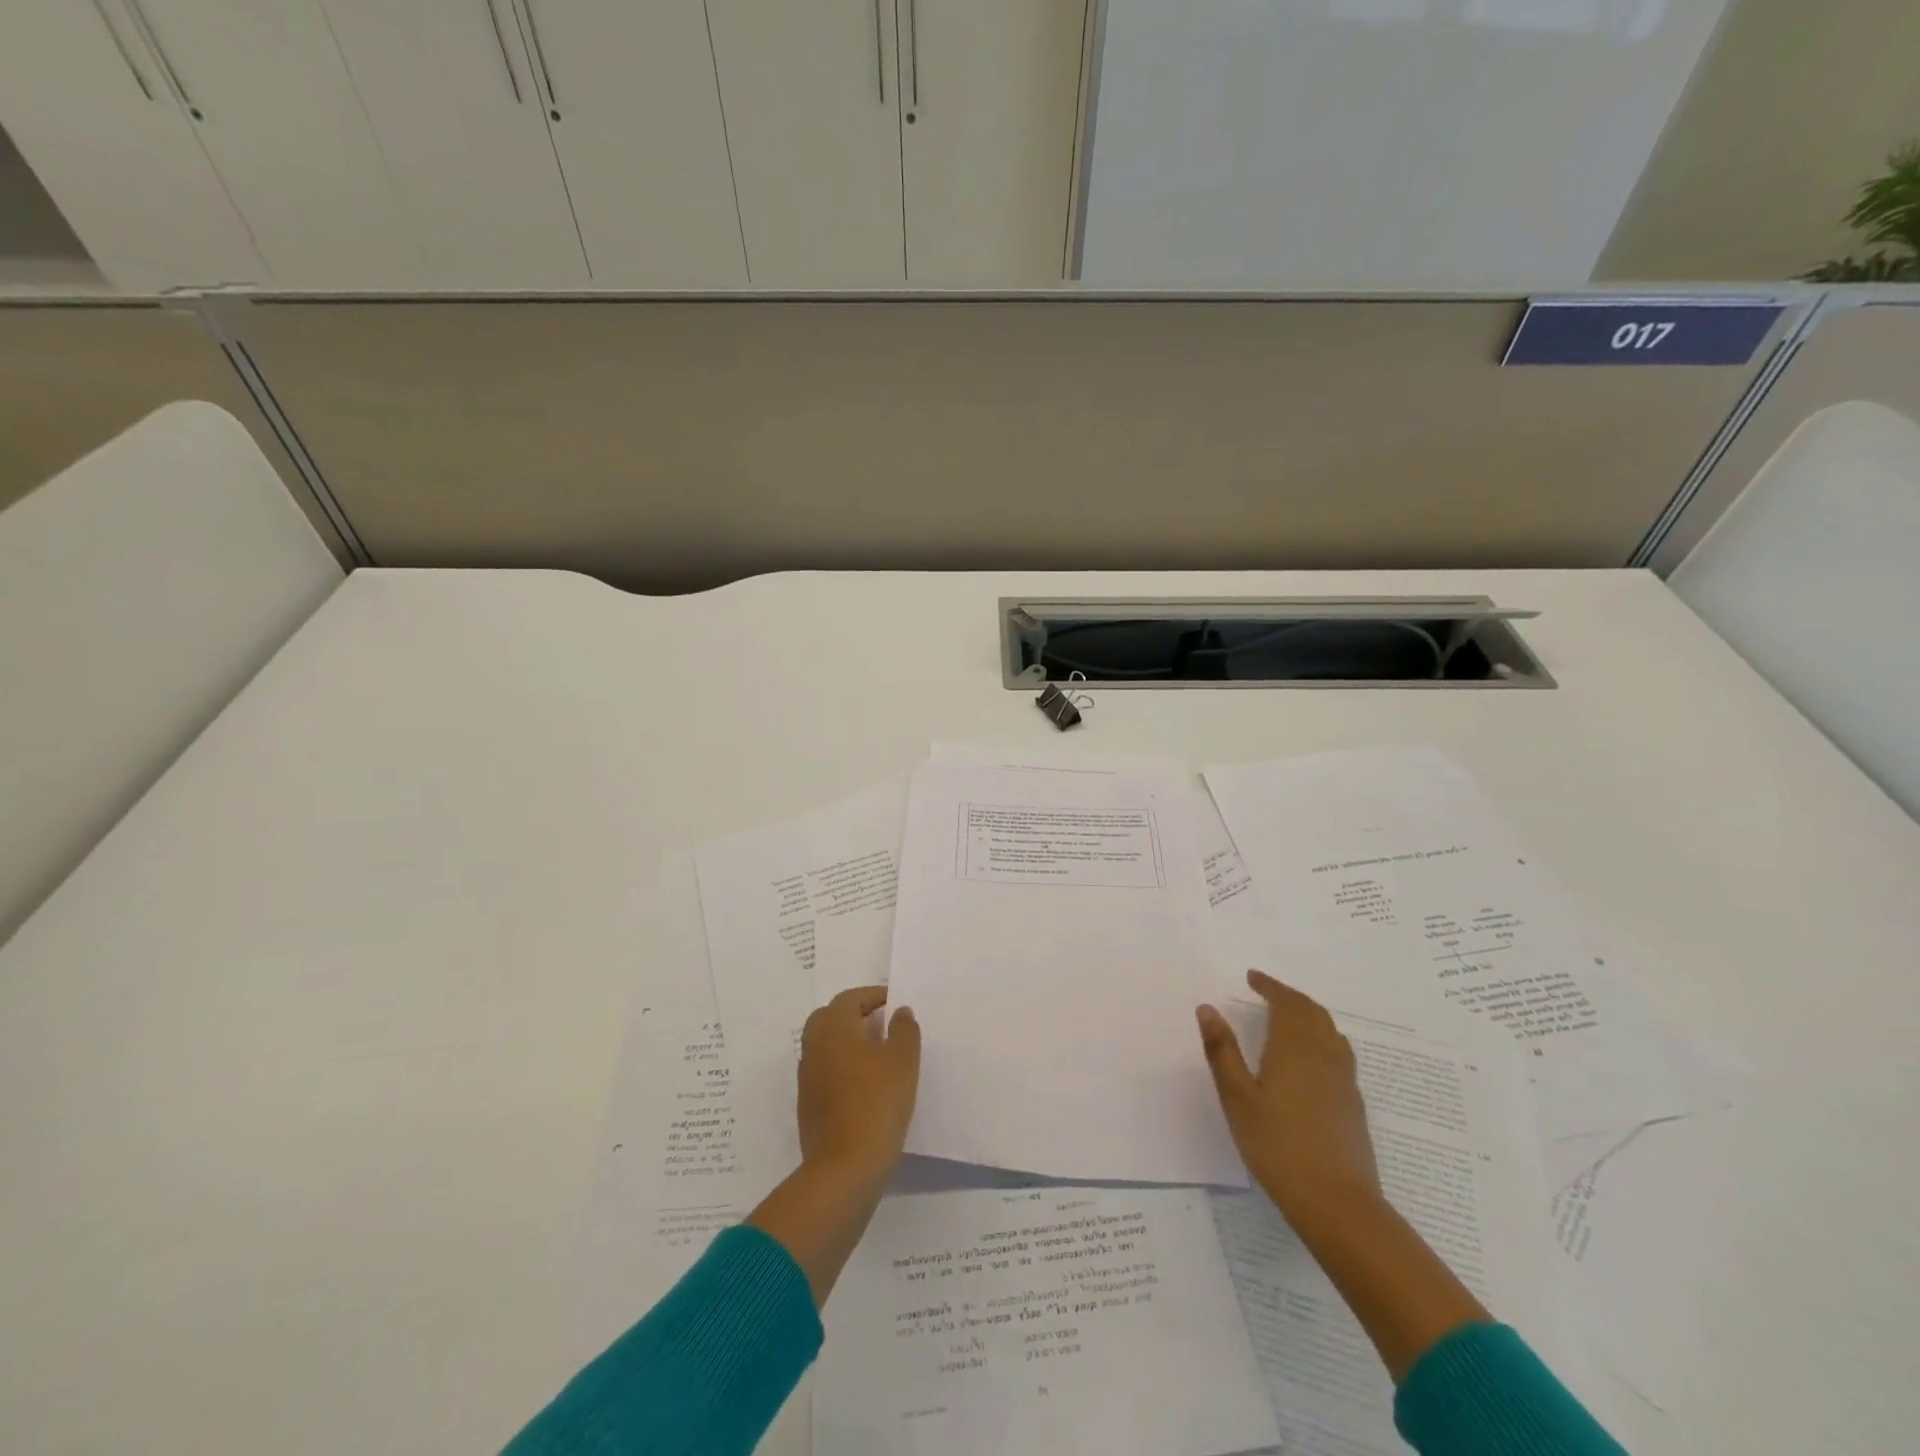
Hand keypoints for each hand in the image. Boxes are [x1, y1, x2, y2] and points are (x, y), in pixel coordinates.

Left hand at [797, 985, 920, 1183]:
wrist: (844, 1168)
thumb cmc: (877, 1103)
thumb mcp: (903, 1061)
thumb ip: (904, 1030)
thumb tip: (900, 1013)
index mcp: (833, 1027)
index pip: (849, 998)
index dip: (873, 996)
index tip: (894, 1003)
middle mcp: (814, 1046)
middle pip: (829, 1017)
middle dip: (854, 1015)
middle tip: (881, 1024)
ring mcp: (807, 1078)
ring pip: (825, 1046)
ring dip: (847, 1042)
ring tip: (878, 1054)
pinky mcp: (808, 1105)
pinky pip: (825, 1072)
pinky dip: (842, 1067)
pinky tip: (865, 1085)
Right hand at [1197, 970, 1380, 1226]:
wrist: (1338, 1203)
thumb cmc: (1277, 1146)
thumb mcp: (1237, 1098)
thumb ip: (1222, 1051)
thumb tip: (1207, 1008)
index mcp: (1294, 1047)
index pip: (1285, 1002)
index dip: (1269, 986)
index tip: (1252, 977)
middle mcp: (1323, 1055)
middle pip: (1311, 1011)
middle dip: (1289, 996)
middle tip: (1267, 991)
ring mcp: (1344, 1079)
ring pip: (1330, 1030)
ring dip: (1308, 1014)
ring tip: (1288, 1017)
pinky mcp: (1353, 1103)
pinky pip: (1339, 1052)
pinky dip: (1322, 1037)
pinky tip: (1312, 1058)